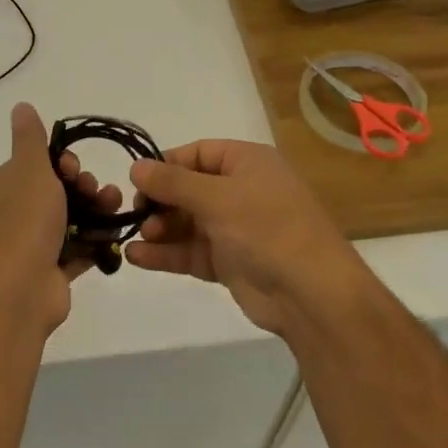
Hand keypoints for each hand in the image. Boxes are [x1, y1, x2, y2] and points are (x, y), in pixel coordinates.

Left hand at [0, 102, 124, 332]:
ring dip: (96, 210)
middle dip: (83, 186)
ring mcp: (32, 245)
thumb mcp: (28, 168)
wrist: (17, 289)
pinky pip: (79, 250)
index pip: (35, 165)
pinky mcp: (51, 272)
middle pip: (57, 192)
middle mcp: (13, 214)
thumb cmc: (23, 221)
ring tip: (116, 207)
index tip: (73, 167)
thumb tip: (21, 106)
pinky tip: (116, 234)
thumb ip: (29, 138)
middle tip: (96, 189)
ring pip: (71, 220)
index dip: (60, 162)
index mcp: (2, 187)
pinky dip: (96, 241)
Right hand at [125, 139, 365, 336]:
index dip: (166, 165)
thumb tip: (135, 167)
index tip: (137, 181)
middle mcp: (241, 191)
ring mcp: (235, 229)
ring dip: (160, 228)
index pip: (198, 154)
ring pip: (187, 223)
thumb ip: (172, 182)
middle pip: (189, 189)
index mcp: (247, 163)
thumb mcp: (217, 198)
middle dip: (160, 201)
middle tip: (137, 214)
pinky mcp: (229, 262)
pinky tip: (136, 257)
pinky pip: (191, 251)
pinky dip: (166, 254)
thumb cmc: (267, 229)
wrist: (311, 294)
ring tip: (138, 237)